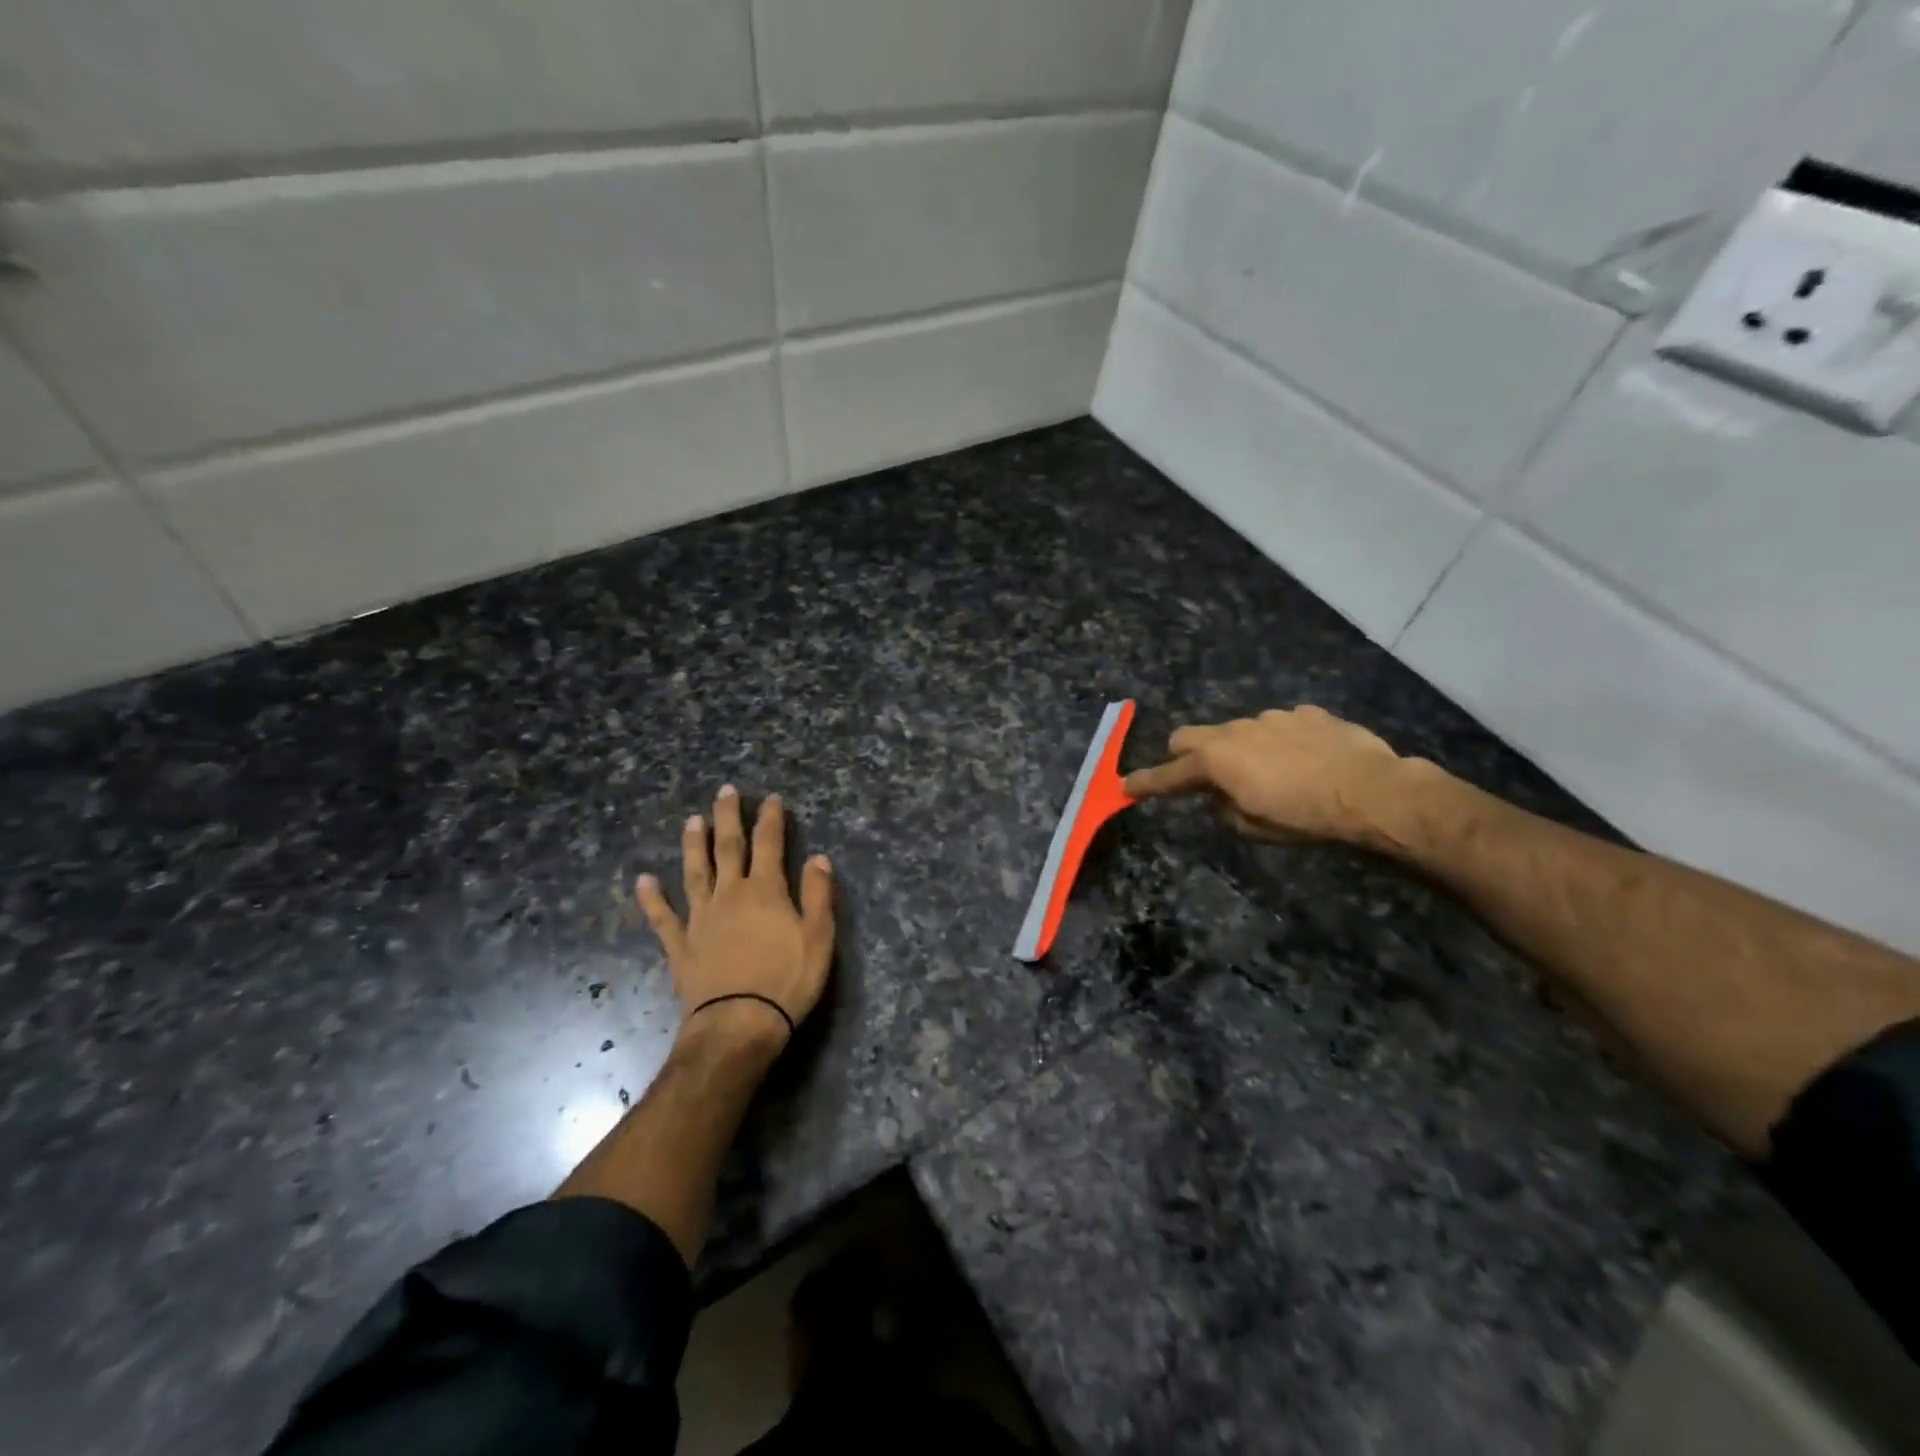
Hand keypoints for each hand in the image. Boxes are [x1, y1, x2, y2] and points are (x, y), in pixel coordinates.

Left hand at [636, 786, 834, 1047]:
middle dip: (728, 818)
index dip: (771, 819)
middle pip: (728, 848)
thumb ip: (818, 894)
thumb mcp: (819, 937)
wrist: (739, 1024)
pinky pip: (663, 917)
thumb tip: (818, 857)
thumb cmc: (787, 981)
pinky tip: (643, 880)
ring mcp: (700, 919)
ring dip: (693, 845)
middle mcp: (730, 895)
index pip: (770, 844)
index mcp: (765, 891)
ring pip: (695, 872)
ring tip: (691, 821)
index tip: (771, 799)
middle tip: (724, 792)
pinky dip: (652, 898)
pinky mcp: (680, 945)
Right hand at [1122, 705, 1417, 846]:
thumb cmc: (1306, 816)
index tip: (1126, 786)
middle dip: (1186, 754)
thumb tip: (1223, 797)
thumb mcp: (1257, 827)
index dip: (1146, 783)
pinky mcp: (1306, 713)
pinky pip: (1281, 725)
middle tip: (1201, 776)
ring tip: (1273, 773)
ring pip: (1239, 730)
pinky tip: (1306, 759)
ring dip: (1242, 749)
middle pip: (1190, 736)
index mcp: (1216, 761)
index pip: (1168, 774)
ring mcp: (1272, 717)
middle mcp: (1235, 731)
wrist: (1371, 790)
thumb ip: (1227, 810)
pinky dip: (1282, 741)